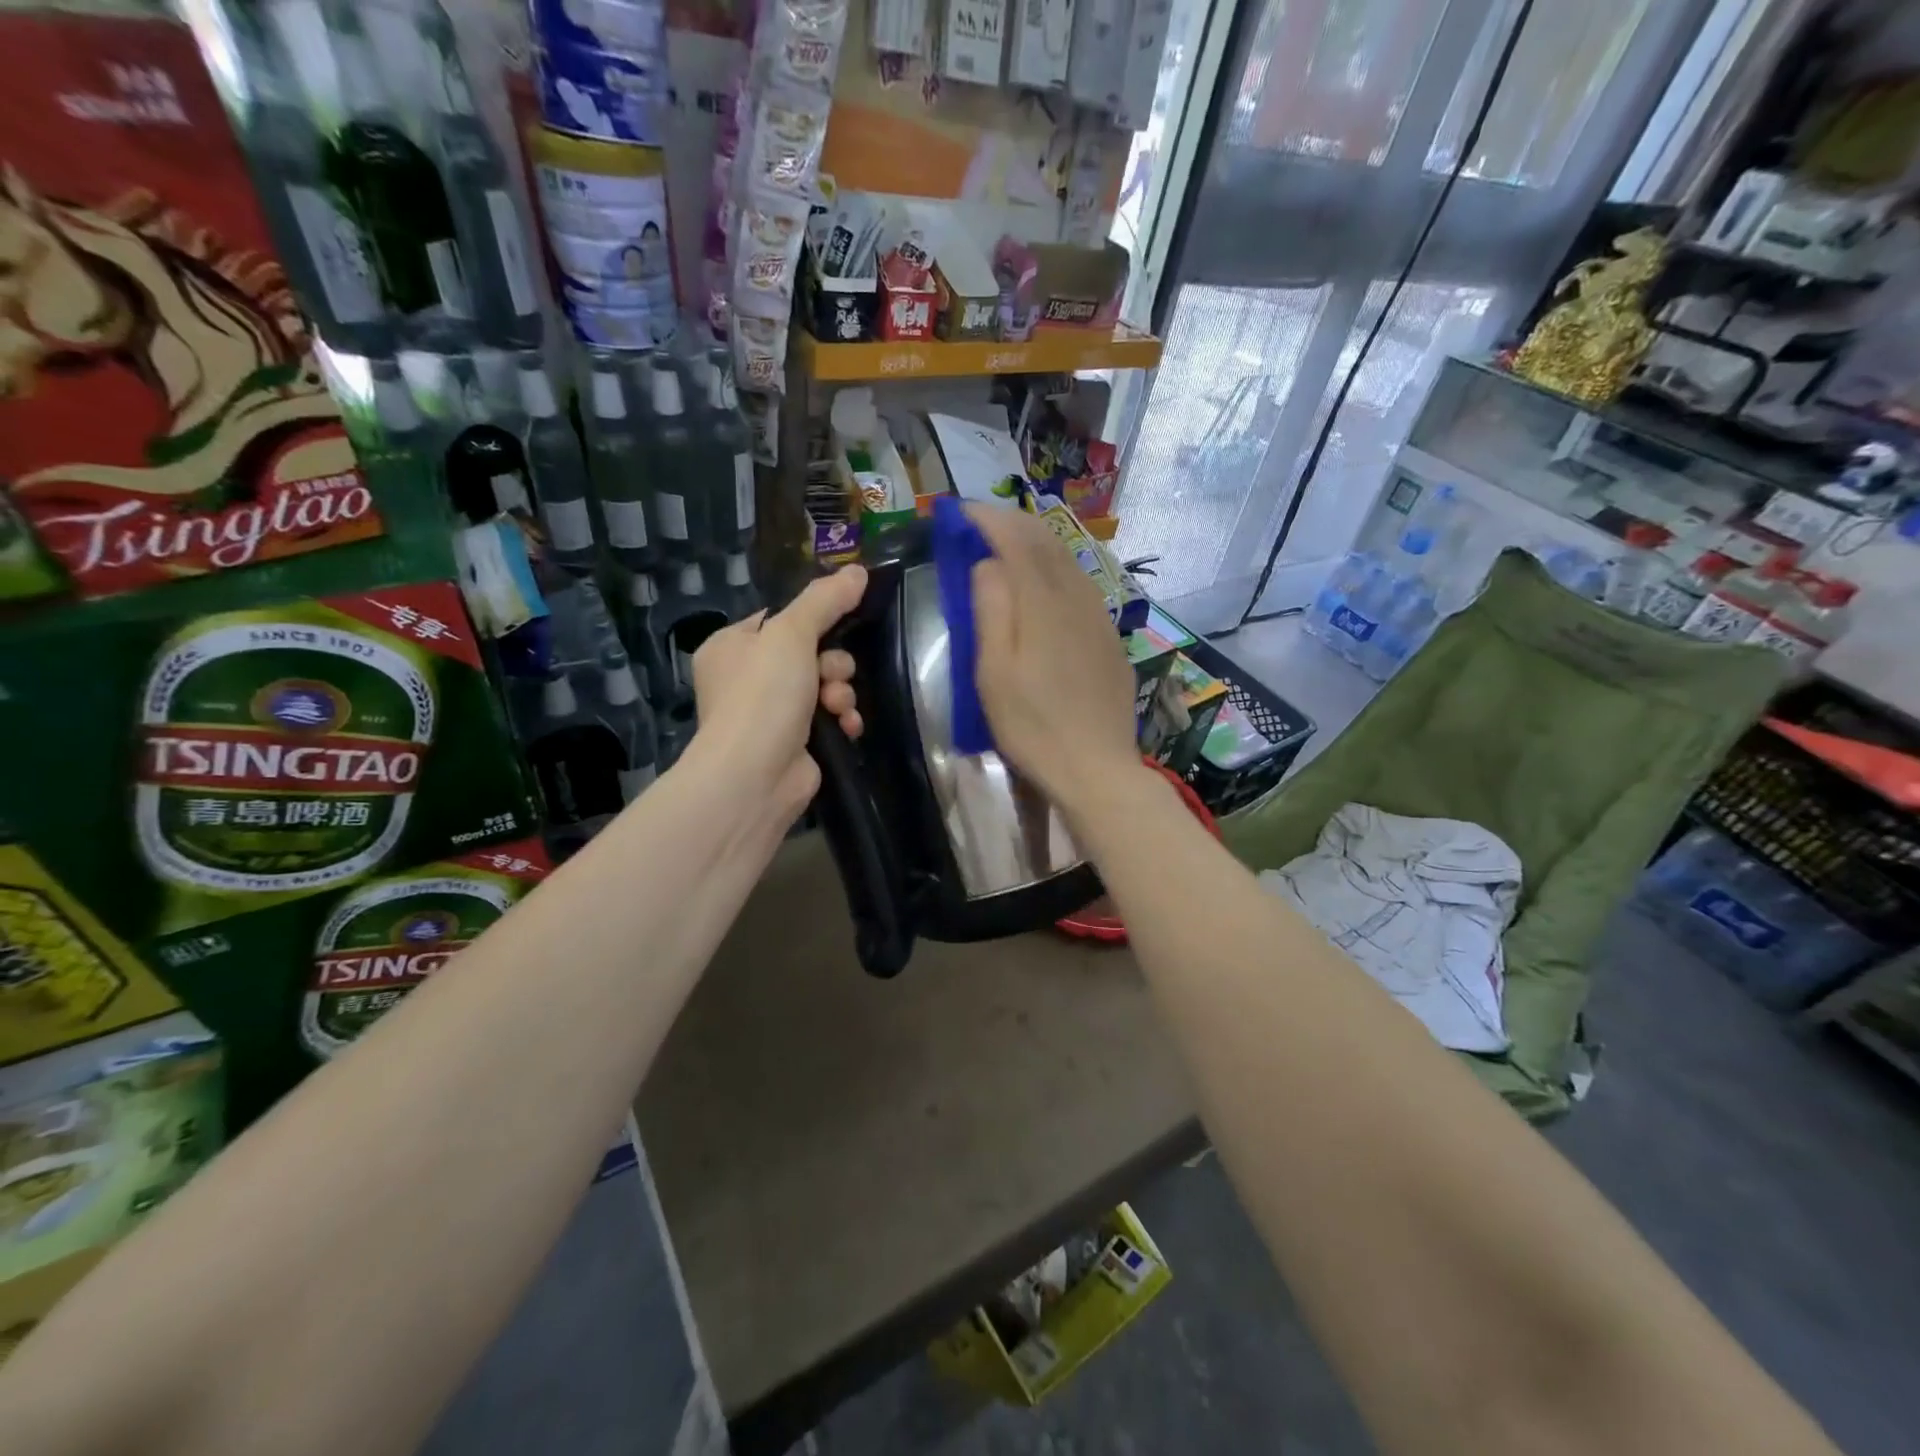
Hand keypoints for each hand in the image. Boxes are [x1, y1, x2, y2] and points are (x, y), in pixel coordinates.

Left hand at [690, 564, 866, 818]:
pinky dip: (842, 719)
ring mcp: (770, 714)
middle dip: (832, 664)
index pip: (780, 620)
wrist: (754, 775)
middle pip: (809, 652)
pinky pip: (829, 717)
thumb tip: (859, 571)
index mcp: (732, 647)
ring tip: (837, 706)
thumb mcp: (791, 634)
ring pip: (824, 685)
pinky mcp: (795, 743)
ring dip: (840, 692)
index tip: (839, 622)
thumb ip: (825, 601)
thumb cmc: (763, 695)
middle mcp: (747, 679)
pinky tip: (847, 726)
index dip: (813, 621)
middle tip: (831, 675)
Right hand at [967, 504, 1141, 817]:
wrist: (1096, 768)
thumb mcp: (994, 673)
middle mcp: (1076, 598)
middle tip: (981, 522)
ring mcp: (1099, 617)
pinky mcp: (1109, 638)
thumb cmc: (1032, 726)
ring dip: (1036, 542)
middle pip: (1046, 542)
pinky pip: (1082, 585)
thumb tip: (987, 564)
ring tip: (1009, 542)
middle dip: (1012, 523)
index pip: (1016, 541)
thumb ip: (990, 611)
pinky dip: (1057, 568)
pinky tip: (1048, 581)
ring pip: (1069, 561)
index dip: (987, 520)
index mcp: (1042, 604)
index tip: (960, 512)